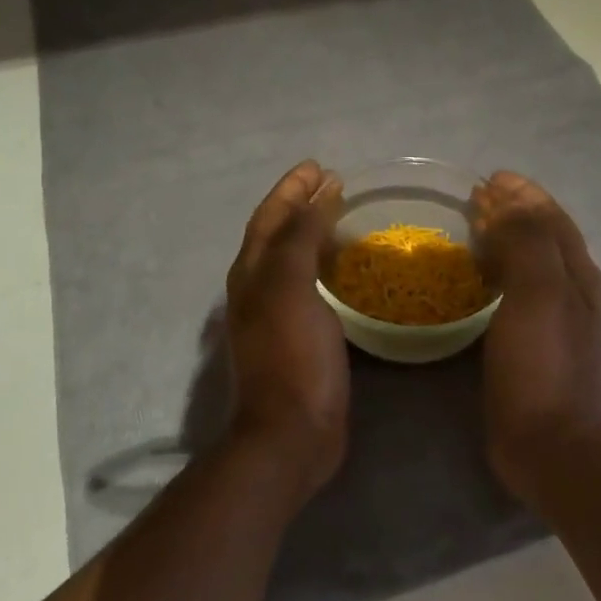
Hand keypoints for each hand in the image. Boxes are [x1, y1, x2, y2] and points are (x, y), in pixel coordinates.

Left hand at [223, 161, 349, 500]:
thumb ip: (300, 238)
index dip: (291, 190)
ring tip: (342, 218)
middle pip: (277, 235)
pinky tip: (348, 272)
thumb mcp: (291, 288)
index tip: (319, 167)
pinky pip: (312, 289)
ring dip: (313, 235)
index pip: (269, 217)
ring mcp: (278, 317)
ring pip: (293, 262)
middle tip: (334, 185)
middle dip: (301, 206)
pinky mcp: (301, 339)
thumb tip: (317, 197)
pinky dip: (326, 269)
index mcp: (252, 274)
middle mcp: (258, 290)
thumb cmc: (292, 356)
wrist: (291, 433)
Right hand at [473, 172, 600, 501]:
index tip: (489, 178)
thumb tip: (507, 203)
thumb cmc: (542, 364)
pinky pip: (519, 292)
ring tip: (475, 229)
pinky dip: (501, 272)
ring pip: (532, 263)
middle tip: (476, 199)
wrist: (552, 444)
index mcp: (576, 273)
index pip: (551, 217)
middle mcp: (573, 290)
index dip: (523, 193)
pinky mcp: (537, 345)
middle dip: (514, 211)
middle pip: (545, 236)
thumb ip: (527, 240)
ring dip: (507, 239)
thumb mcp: (537, 292)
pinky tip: (481, 281)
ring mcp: (558, 321)